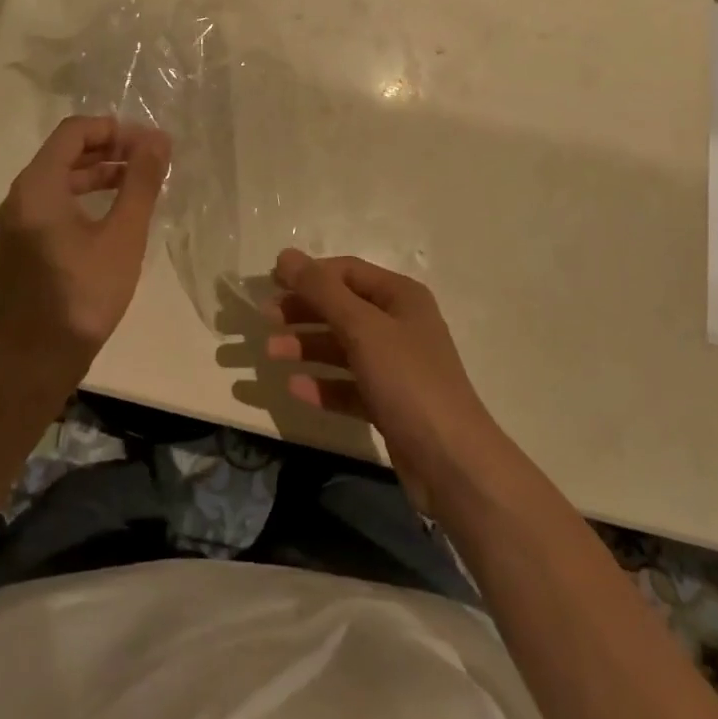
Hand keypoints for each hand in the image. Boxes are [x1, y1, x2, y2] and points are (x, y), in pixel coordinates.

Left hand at [0, 116, 170, 382]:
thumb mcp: (122, 236)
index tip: (149, 144)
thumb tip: (158, 139)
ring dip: (98, 173)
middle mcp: (20, 197)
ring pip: (59, 179)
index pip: (74, 132)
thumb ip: (140, 183)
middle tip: (149, 159)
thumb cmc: (82, 295)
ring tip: (138, 182)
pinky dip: (84, 196)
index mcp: (37, 187)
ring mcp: (16, 223)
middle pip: (65, 152)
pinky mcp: (21, 245)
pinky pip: (53, 203)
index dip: (114, 129)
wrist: (33, 364)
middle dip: (109, 148)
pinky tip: (113, 213)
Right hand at [266, 250, 502, 509]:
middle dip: (304, 310)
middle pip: (342, 308)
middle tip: (265, 318)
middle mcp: (399, 325)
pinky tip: (295, 388)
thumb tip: (285, 255)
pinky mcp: (389, 403)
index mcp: (400, 297)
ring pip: (342, 347)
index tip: (270, 283)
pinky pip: (348, 385)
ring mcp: (396, 366)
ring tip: (271, 353)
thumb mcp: (362, 328)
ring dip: (307, 346)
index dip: (309, 274)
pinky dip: (323, 384)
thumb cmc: (408, 381)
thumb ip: (322, 291)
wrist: (452, 463)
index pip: (347, 271)